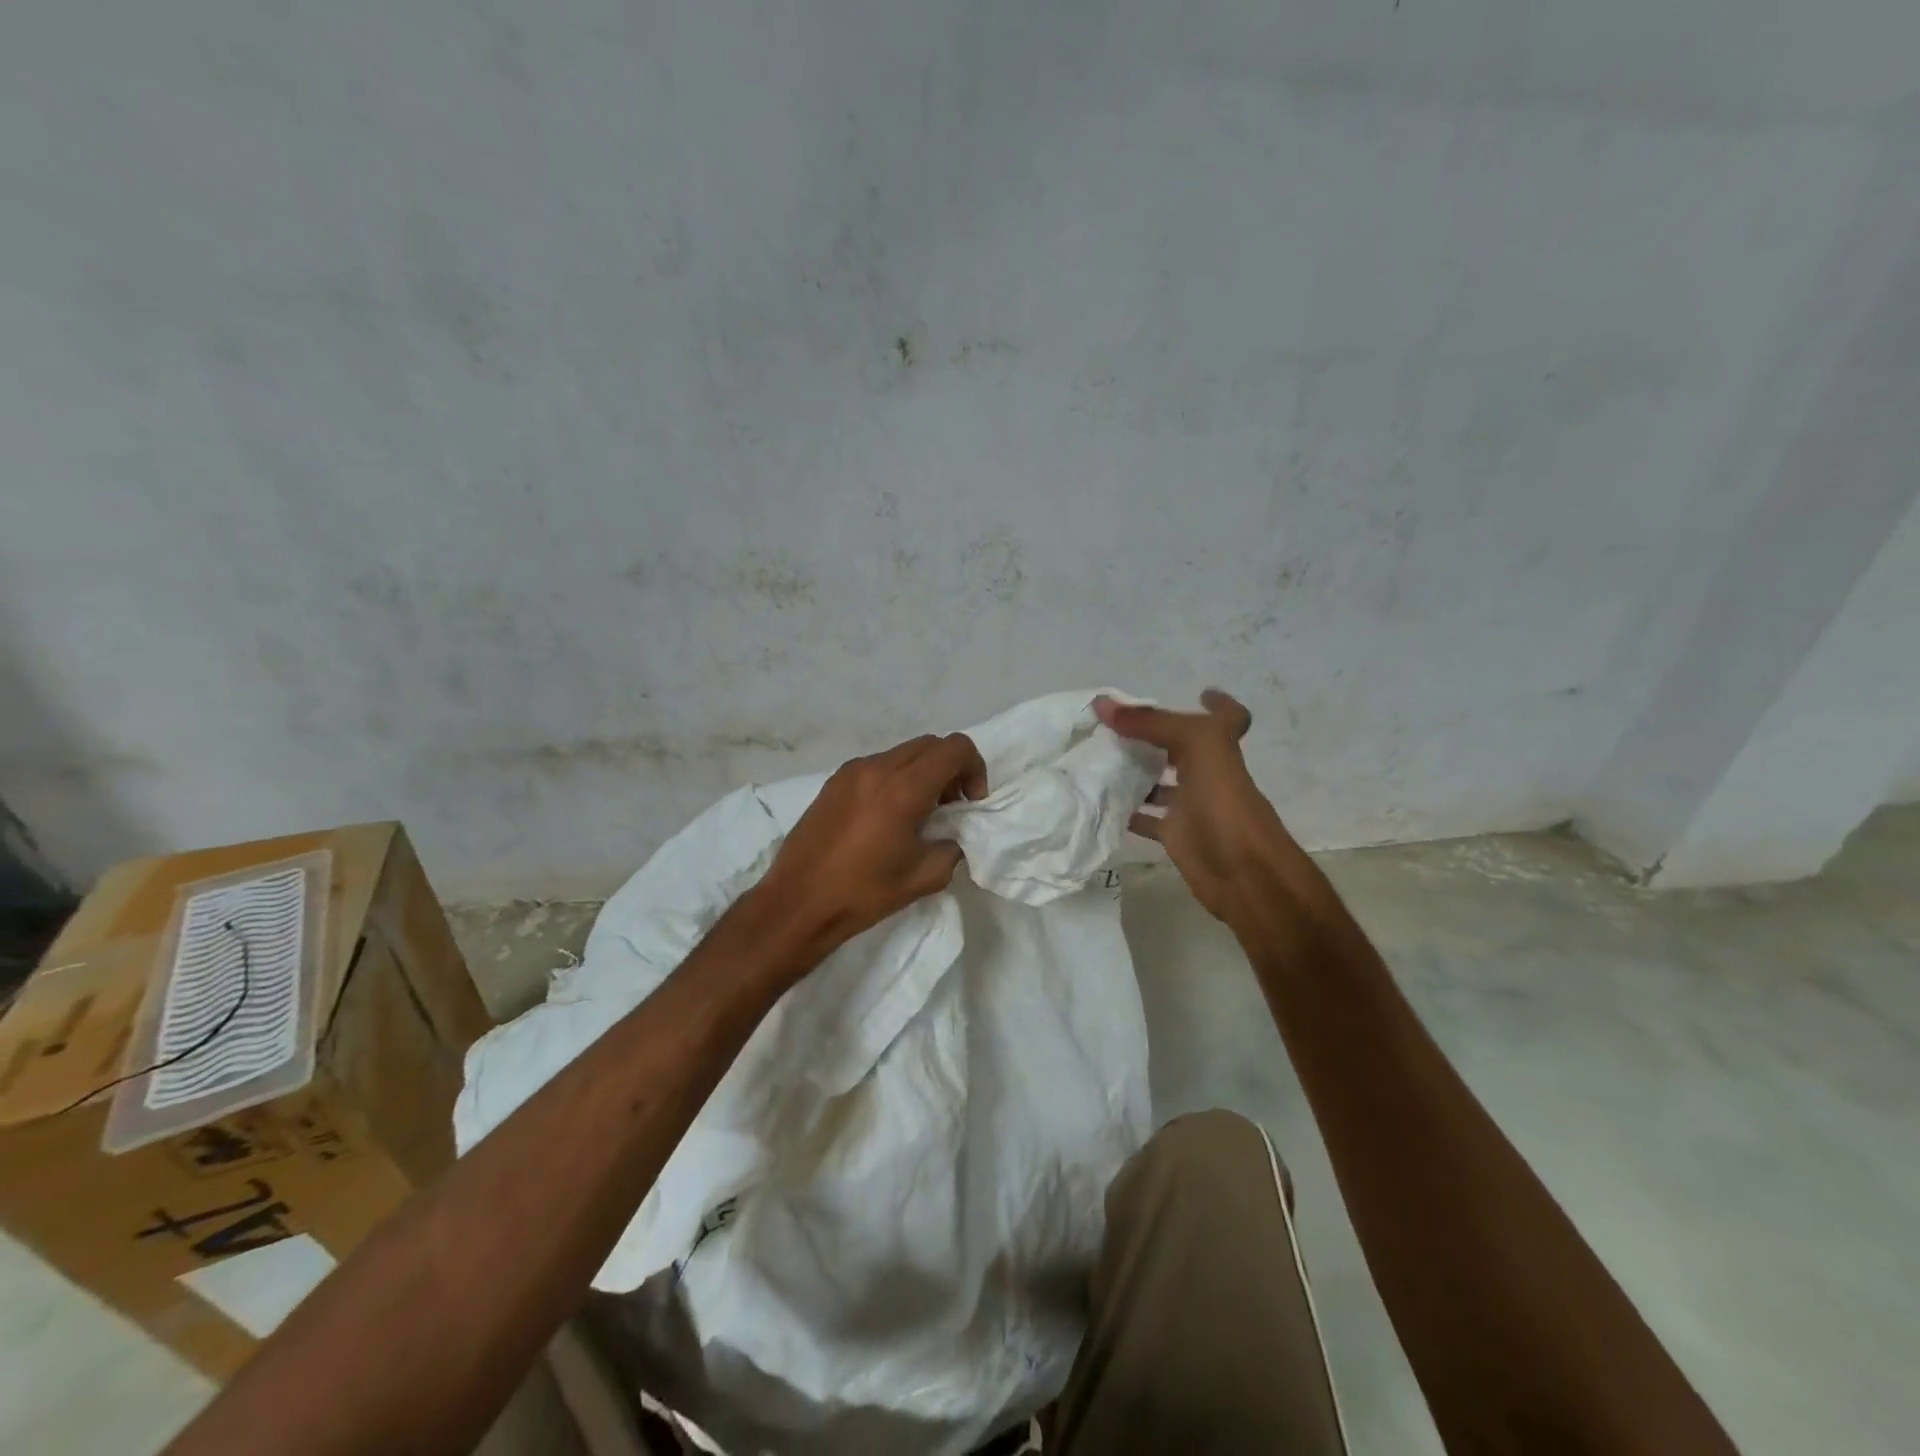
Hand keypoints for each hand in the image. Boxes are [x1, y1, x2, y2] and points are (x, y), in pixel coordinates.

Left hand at [754, 732, 989, 960]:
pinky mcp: (833, 782)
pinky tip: (887, 817)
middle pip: (930, 745)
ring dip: (922, 773)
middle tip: (949, 807)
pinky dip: (896, 779)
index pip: (954, 748)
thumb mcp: (925, 877)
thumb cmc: (864, 892)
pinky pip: (877, 766)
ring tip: (918, 814)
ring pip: (903, 753)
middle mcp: (877, 768)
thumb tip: (951, 834)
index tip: (970, 803)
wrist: (798, 902)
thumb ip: (952, 847)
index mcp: (903, 788)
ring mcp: (851, 771)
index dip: (974, 768)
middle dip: (950, 769)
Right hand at [1095, 690, 1296, 925]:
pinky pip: (1147, 819)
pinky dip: (1126, 812)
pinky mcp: (1177, 836)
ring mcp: (1192, 805)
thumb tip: (1103, 703)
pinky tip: (1100, 802)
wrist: (1243, 873)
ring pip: (1160, 783)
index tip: (1197, 693)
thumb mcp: (1195, 746)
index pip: (1226, 717)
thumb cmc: (1225, 803)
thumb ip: (1150, 722)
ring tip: (1097, 759)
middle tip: (1114, 727)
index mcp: (1218, 746)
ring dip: (1134, 773)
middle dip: (1153, 736)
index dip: (1217, 703)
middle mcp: (1208, 772)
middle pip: (1181, 747)